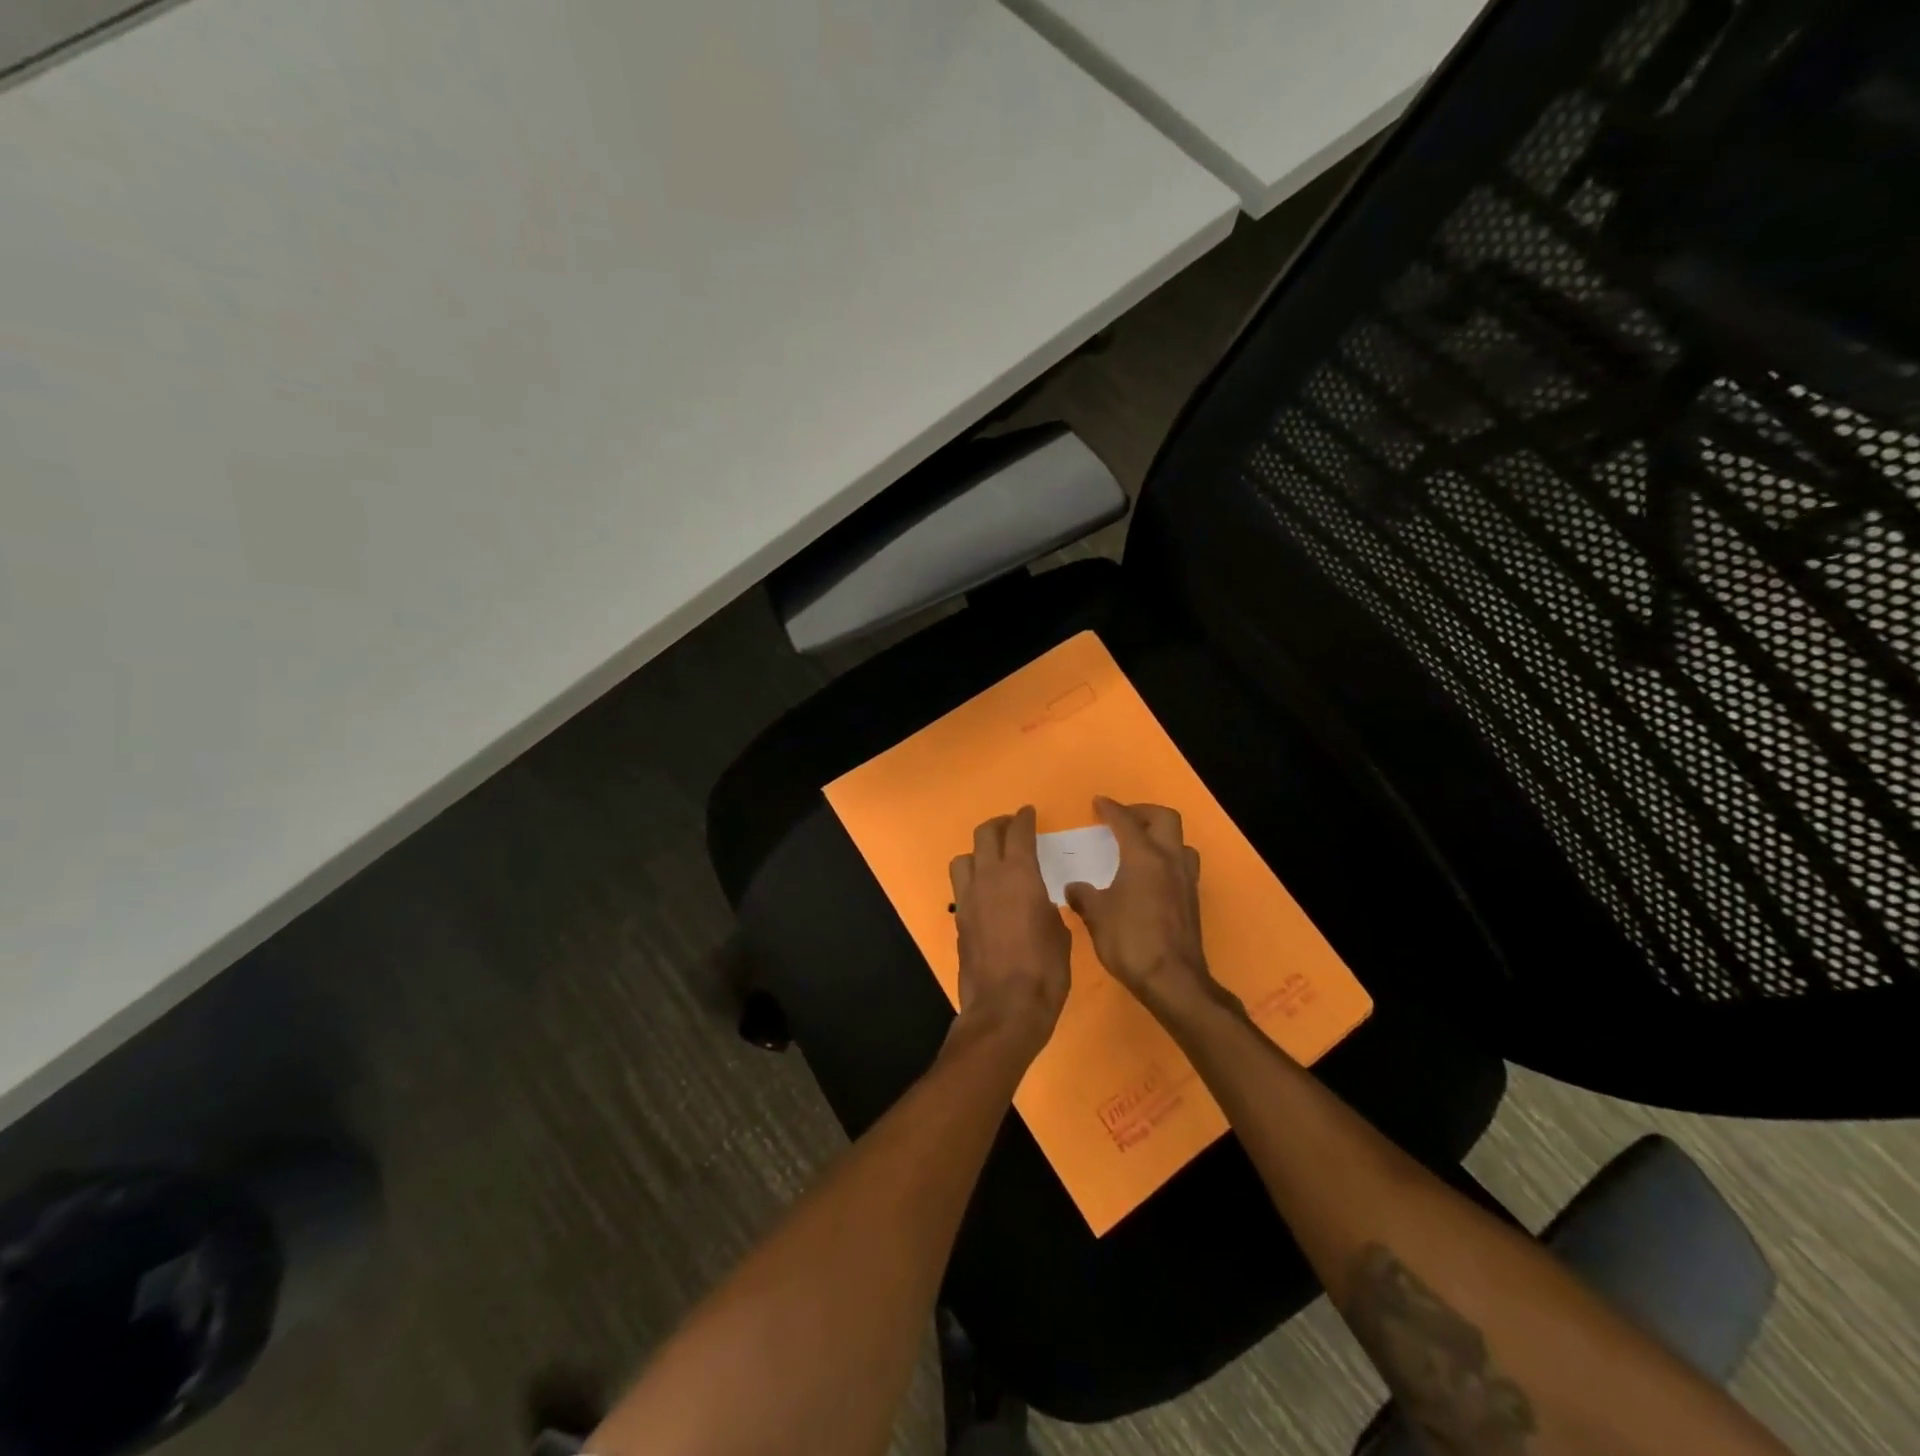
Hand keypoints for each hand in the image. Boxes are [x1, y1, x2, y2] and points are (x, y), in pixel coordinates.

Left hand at [949, 806, 1070, 1056]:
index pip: (1018, 833)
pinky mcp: (959, 920)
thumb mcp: (1059, 934)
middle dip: (999, 825)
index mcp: (1019, 875)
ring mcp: (969, 899)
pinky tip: (987, 894)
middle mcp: (989, 878)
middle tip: (1011, 827)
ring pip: (964, 858)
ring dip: (978, 852)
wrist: (1005, 1008)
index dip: (1024, 819)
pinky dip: (973, 881)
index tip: (1028, 813)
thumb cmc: (1045, 970)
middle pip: (985, 835)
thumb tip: (1040, 904)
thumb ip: (1048, 909)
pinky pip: (962, 887)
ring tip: (992, 860)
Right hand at [1063, 797, 1219, 1018]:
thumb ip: (1084, 896)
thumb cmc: (1130, 940)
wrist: (1172, 980)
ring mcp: (1185, 880)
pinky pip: (1182, 865)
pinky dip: (1166, 860)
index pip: (1126, 821)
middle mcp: (1169, 860)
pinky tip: (1150, 878)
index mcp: (1144, 856)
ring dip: (1161, 836)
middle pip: (1165, 819)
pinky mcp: (1192, 901)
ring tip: (1140, 847)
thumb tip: (1074, 888)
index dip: (1111, 809)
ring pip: (1180, 842)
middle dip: (1143, 813)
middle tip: (1123, 820)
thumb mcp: (1097, 916)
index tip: (1098, 803)